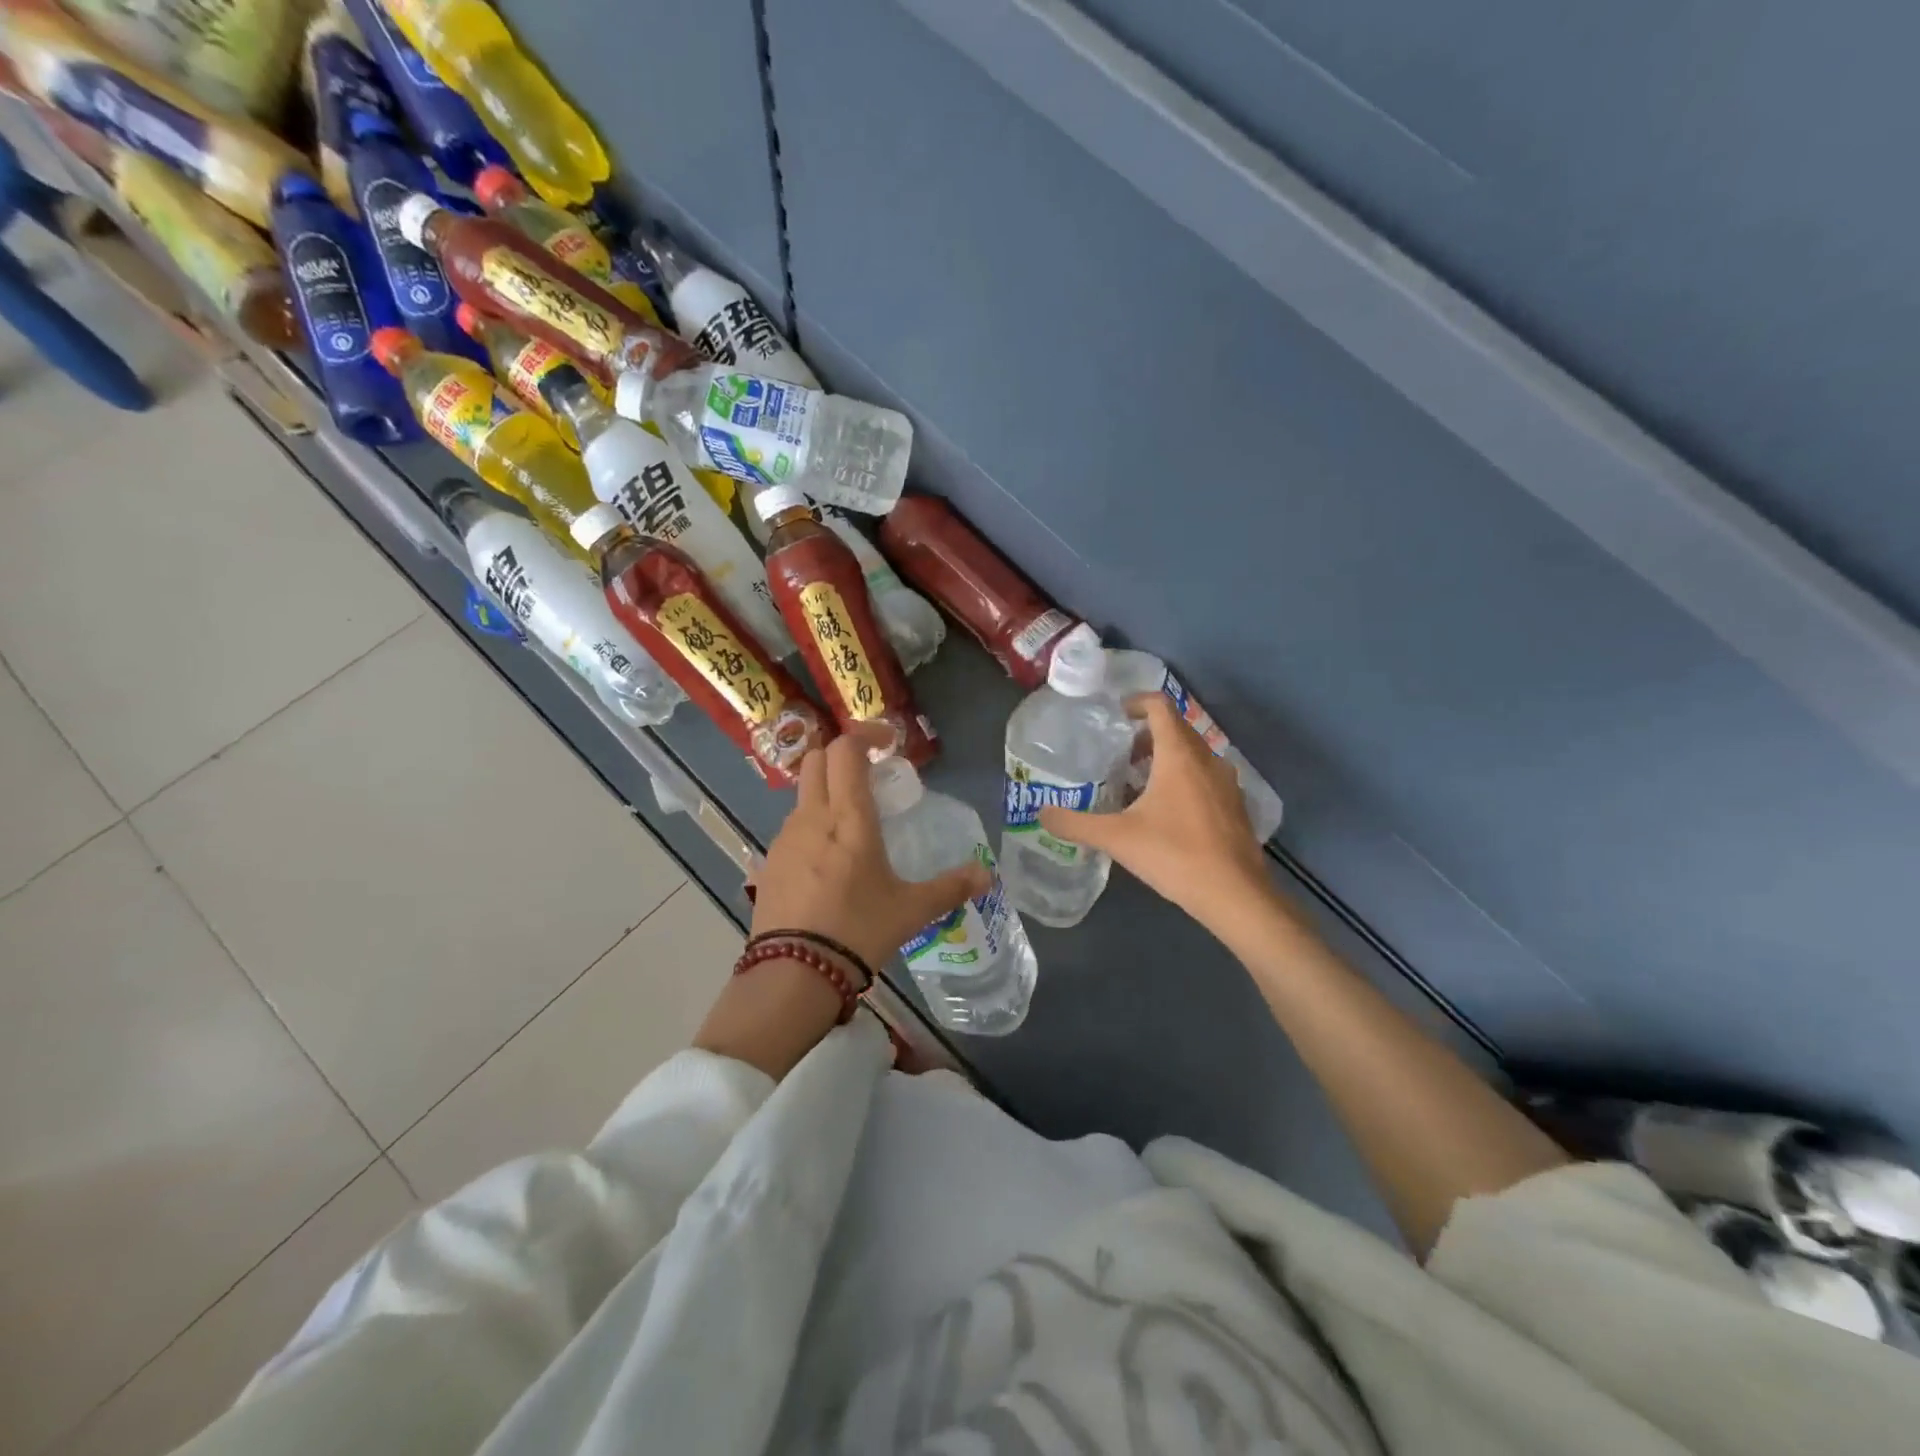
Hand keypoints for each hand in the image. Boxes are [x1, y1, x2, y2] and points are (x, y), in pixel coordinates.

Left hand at [751, 732, 988, 972]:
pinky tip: (829, 862)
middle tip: (870, 775)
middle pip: (816, 760)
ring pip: (802, 794)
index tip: (888, 743)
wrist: (793, 974)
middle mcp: (811, 817)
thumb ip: (950, 888)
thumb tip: (986, 876)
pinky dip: (812, 826)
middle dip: (842, 756)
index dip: (865, 735)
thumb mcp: (911, 910)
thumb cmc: (858, 930)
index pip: (846, 750)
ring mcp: (784, 839)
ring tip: (853, 824)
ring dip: (826, 792)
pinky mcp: (768, 863)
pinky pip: (792, 828)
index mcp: (848, 817)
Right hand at [1039, 694, 1269, 929]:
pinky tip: (1165, 813)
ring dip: (1165, 758)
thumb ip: (1076, 823)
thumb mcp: (1117, 839)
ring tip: (1137, 784)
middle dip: (1146, 735)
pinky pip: (1205, 777)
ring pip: (1192, 754)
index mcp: (1179, 755)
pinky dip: (1183, 779)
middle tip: (1118, 756)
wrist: (1236, 896)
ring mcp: (1227, 782)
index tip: (1114, 716)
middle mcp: (1208, 759)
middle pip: (1176, 728)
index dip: (1136, 703)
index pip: (1160, 706)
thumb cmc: (1175, 855)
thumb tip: (1041, 814)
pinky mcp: (1235, 805)